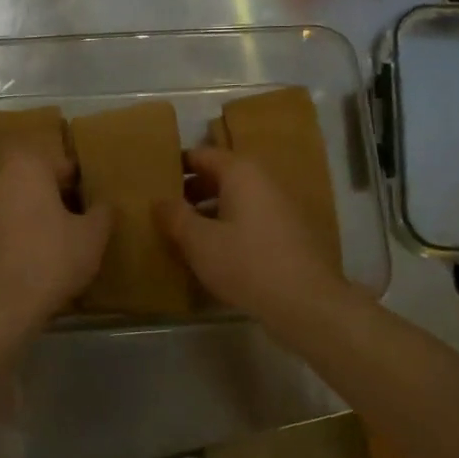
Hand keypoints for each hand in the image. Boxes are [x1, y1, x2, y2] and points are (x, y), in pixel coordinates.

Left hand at [0, 151, 111, 325]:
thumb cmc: (50, 260)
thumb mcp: (91, 238)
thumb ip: (102, 213)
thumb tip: (104, 204)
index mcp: (26, 169)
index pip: (57, 162)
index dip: (76, 181)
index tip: (89, 201)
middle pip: (30, 183)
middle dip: (51, 199)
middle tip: (74, 224)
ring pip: (11, 207)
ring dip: (29, 220)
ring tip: (52, 248)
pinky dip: (11, 241)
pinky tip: (28, 266)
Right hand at [155, 147, 347, 322]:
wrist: (306, 302)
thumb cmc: (246, 263)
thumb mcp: (199, 241)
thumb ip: (175, 216)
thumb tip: (159, 200)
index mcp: (241, 172)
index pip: (201, 155)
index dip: (175, 165)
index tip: (153, 181)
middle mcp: (263, 181)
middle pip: (220, 176)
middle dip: (191, 191)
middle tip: (163, 210)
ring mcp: (280, 206)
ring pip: (236, 200)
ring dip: (209, 212)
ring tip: (183, 234)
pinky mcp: (289, 232)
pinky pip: (250, 219)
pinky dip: (230, 227)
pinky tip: (214, 252)